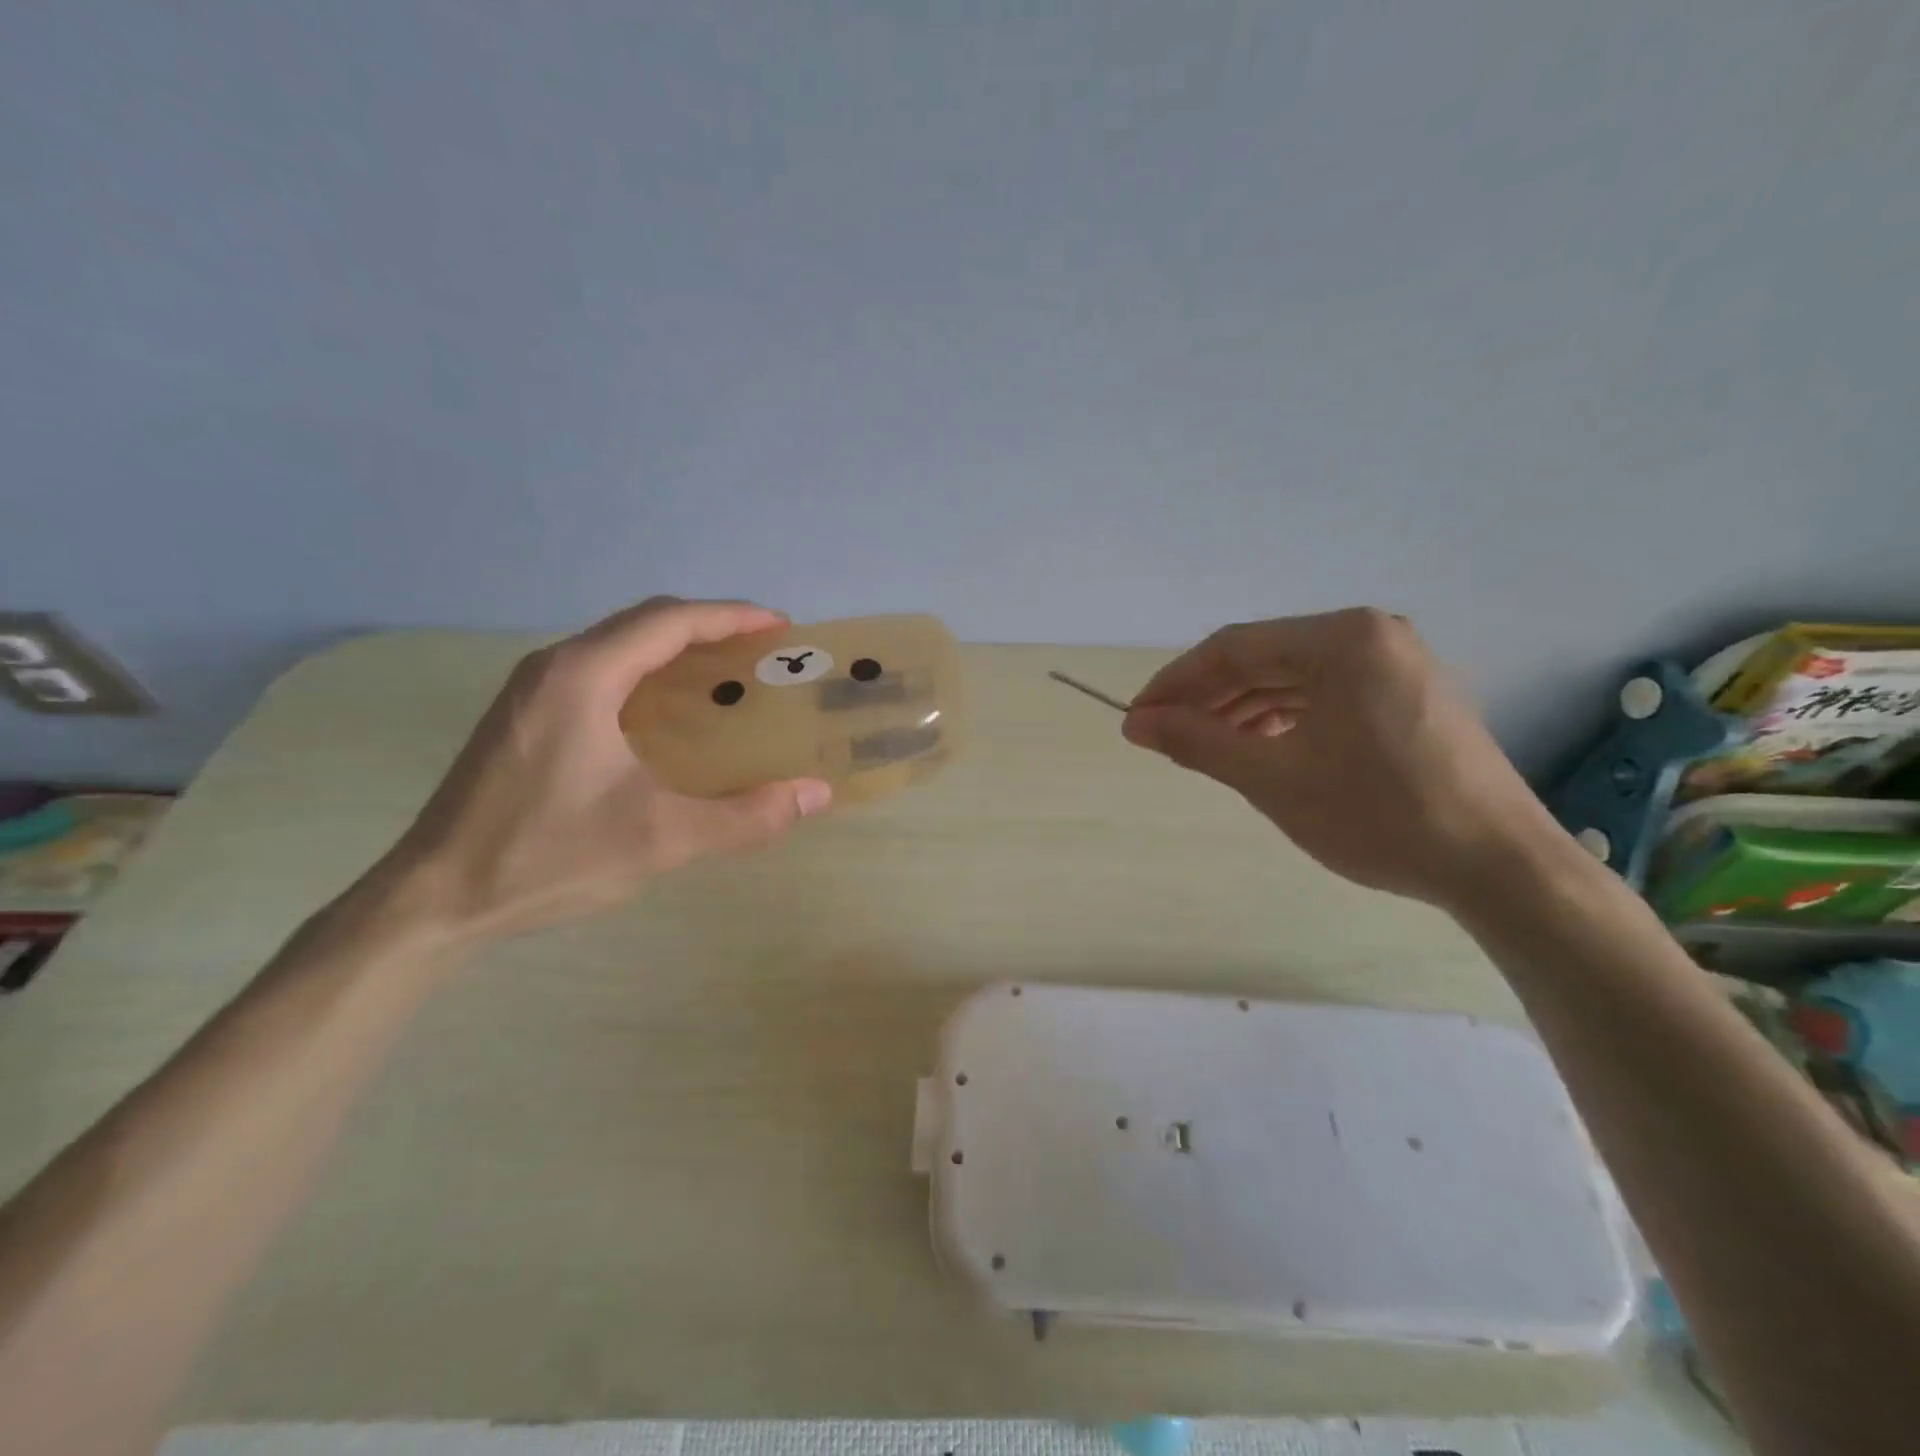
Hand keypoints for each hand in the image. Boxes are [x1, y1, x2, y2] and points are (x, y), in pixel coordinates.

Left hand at [371, 597, 831, 943]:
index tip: (780, 627)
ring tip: (728, 677)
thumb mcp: (660, 839)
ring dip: (677, 651)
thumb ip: (746, 817)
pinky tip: (672, 716)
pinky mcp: (525, 717)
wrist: (433, 900)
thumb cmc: (547, 858)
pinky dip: (649, 676)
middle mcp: (555, 667)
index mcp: (583, 676)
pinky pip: (601, 673)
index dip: (731, 617)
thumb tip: (816, 795)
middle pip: (645, 624)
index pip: (669, 621)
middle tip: (763, 652)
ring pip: (620, 647)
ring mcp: (533, 690)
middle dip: (710, 629)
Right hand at [1123, 608, 1563, 906]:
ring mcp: (1397, 664)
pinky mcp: (1409, 696)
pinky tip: (1259, 748)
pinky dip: (1284, 719)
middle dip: (1207, 699)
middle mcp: (1372, 635)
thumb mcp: (1273, 778)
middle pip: (1264, 659)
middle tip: (1162, 736)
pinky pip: (1326, 696)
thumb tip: (1137, 724)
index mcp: (1343, 639)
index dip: (1175, 683)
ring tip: (1204, 747)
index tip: (1136, 719)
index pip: (1233, 648)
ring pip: (1294, 679)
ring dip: (1242, 711)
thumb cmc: (1379, 816)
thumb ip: (1198, 742)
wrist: (1497, 867)